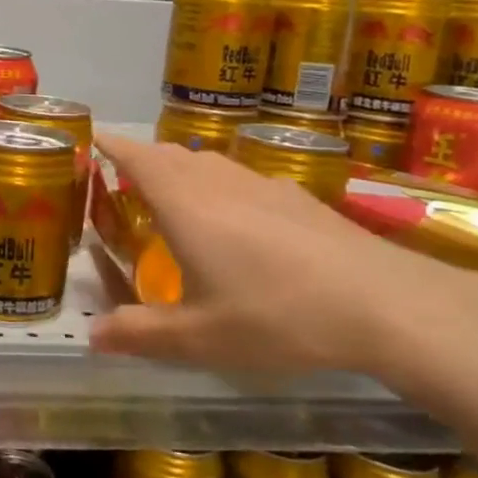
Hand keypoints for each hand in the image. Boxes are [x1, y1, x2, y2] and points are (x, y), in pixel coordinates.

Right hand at [89, 132, 477, 386]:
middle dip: (140, 160)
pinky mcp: (299, 198)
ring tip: (173, 199)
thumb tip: (92, 336)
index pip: (135, 157)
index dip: (109, 145)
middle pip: (169, 155)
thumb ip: (140, 334)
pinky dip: (220, 186)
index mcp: (184, 204)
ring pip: (208, 163)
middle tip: (120, 181)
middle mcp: (218, 182)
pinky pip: (242, 179)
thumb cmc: (278, 316)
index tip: (88, 140)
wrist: (388, 304)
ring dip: (181, 171)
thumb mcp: (200, 338)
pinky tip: (237, 223)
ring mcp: (263, 185)